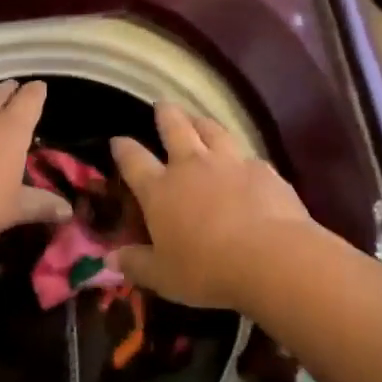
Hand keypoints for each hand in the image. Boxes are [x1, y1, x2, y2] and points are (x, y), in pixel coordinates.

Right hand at [109, 102, 317, 310]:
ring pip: (211, 129)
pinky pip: (246, 154)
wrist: (270, 257)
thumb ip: (136, 264)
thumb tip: (110, 259)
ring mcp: (228, 162)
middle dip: (165, 114)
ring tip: (197, 118)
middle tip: (161, 105)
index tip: (117, 140)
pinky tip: (242, 160)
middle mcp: (191, 166)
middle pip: (174, 127)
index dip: (123, 148)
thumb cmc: (207, 270)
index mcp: (160, 190)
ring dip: (201, 121)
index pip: (134, 160)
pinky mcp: (262, 169)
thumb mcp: (163, 277)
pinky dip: (238, 154)